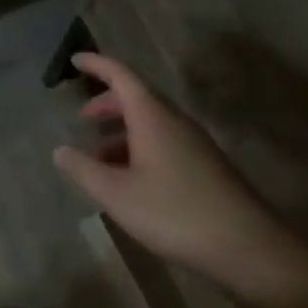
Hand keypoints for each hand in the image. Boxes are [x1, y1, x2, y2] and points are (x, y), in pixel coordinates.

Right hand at [53, 54, 269, 284]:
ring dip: (123, 130)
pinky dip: (140, 148)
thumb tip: (60, 150)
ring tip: (100, 156)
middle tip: (84, 117)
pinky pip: (165, 142)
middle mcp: (174, 120)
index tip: (76, 60)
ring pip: (152, 123)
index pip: (121, 74)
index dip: (97, 65)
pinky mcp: (206, 166)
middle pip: (137, 97)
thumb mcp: (117, 194)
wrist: (247, 247)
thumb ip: (84, 170)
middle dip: (108, 102)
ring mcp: (194, 143)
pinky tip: (131, 180)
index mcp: (152, 115)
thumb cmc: (174, 212)